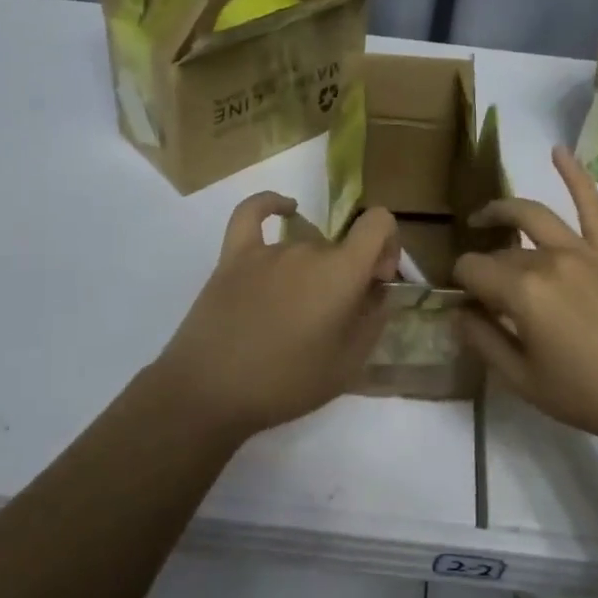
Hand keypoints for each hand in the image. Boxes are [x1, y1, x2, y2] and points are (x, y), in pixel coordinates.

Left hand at [149, 192, 399, 443]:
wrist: (210, 392)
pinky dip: (272, 205)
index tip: (377, 280)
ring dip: (313, 271)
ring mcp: (267, 251)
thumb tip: (379, 291)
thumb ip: (373, 320)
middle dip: (348, 274)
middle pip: (340, 247)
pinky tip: (285, 209)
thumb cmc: (286, 384)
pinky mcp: (233, 256)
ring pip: (305, 248)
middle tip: (333, 320)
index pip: (378, 223)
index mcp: (341, 272)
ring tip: (298, 316)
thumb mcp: (348, 364)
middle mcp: (308, 250)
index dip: (388, 245)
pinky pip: (252, 215)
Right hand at [454, 147, 597, 452]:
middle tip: (484, 295)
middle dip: (485, 268)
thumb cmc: (585, 395)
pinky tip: (557, 151)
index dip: (461, 286)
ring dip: (503, 210)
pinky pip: (593, 205)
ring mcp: (584, 250)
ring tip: (484, 218)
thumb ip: (482, 340)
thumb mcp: (521, 380)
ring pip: (533, 216)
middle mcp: (549, 259)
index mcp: (522, 291)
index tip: (467, 306)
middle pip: (501, 251)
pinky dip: (575, 175)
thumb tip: (459, 312)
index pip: (471, 270)